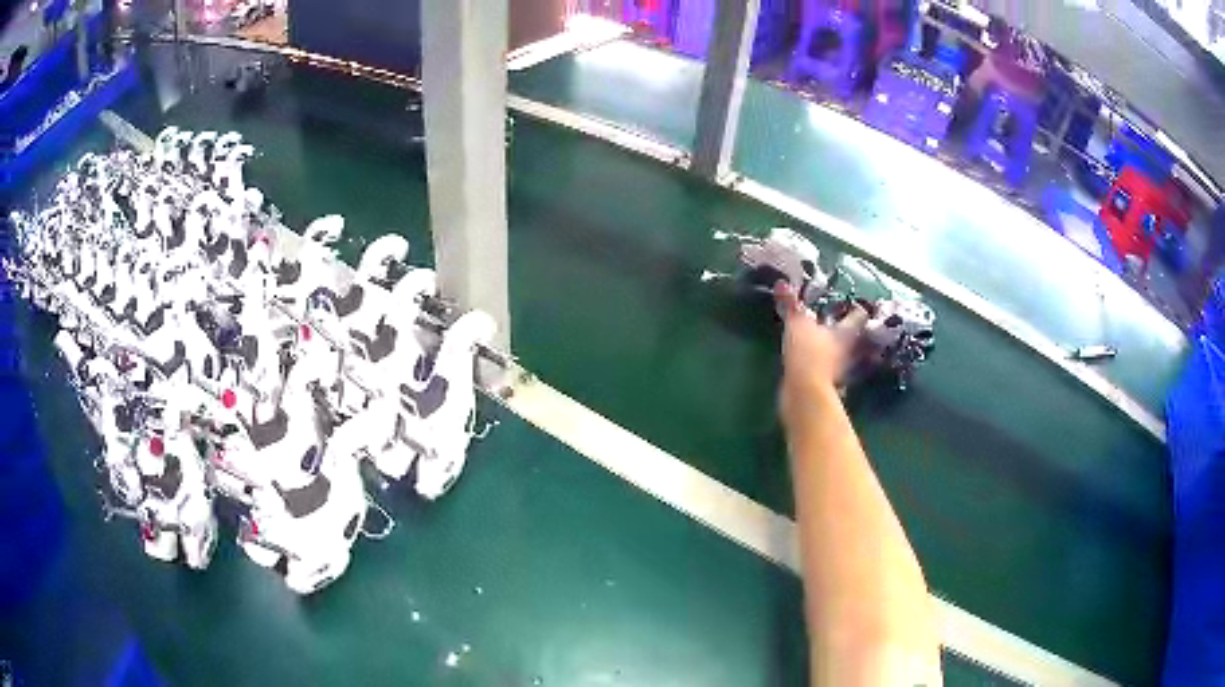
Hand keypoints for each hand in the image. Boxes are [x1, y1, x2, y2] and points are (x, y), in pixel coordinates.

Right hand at [775, 283, 865, 418]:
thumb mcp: (797, 324)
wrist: (804, 393)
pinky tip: (815, 358)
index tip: (848, 302)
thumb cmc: (808, 353)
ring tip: (824, 337)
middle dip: (847, 327)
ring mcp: (840, 367)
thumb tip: (783, 283)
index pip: (859, 315)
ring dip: (836, 345)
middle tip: (835, 317)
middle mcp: (849, 349)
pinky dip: (825, 362)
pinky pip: (831, 367)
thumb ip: (791, 304)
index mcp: (846, 332)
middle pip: (854, 335)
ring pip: (843, 352)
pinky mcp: (828, 382)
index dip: (855, 307)